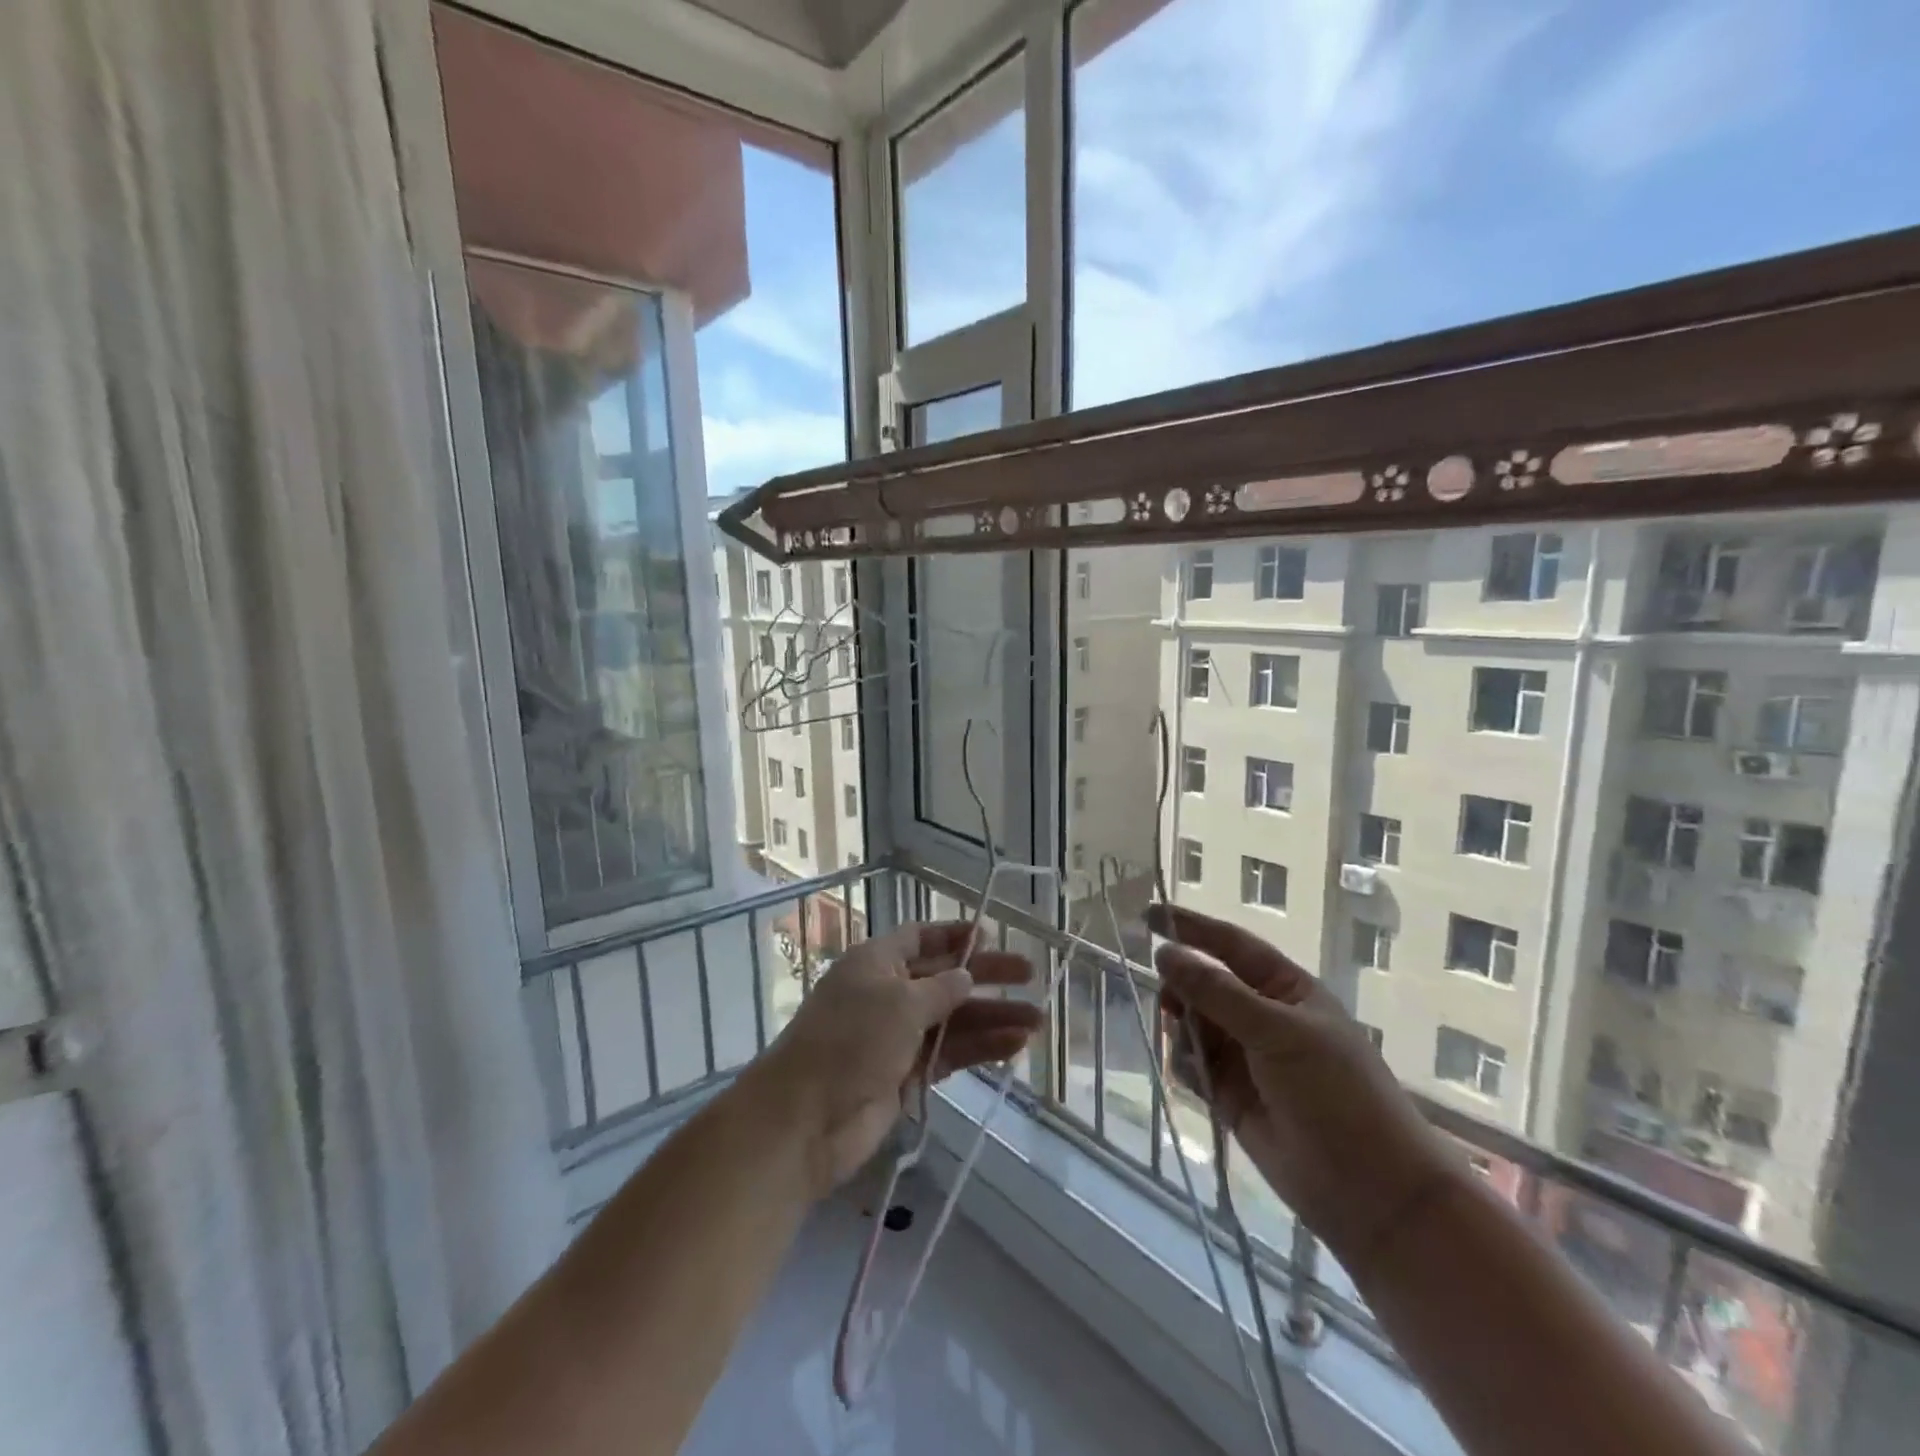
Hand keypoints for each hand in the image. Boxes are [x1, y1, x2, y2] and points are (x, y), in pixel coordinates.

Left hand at [758, 921, 1041, 1198]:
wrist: (806, 1120)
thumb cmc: (851, 1040)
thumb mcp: (900, 1002)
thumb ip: (941, 989)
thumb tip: (967, 976)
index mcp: (877, 962)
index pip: (920, 937)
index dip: (954, 935)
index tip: (991, 936)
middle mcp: (888, 993)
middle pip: (945, 978)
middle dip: (986, 976)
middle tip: (1030, 974)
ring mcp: (897, 1037)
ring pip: (953, 1019)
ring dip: (993, 1017)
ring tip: (1037, 1021)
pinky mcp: (907, 1075)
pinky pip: (950, 1054)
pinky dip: (980, 1048)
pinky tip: (1013, 1046)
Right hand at [1148, 903, 1465, 1272]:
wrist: (1370, 1191)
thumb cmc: (1335, 1094)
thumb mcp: (1277, 1033)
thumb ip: (1216, 992)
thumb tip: (1164, 953)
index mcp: (1284, 989)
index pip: (1229, 944)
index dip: (1190, 928)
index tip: (1148, 916)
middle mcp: (1261, 1016)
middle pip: (1204, 984)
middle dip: (1182, 990)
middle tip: (1169, 1005)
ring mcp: (1245, 1056)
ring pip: (1192, 1025)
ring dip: (1182, 1032)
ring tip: (1193, 1054)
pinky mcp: (1229, 1094)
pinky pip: (1191, 1064)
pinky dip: (1185, 1066)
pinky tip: (1196, 1081)